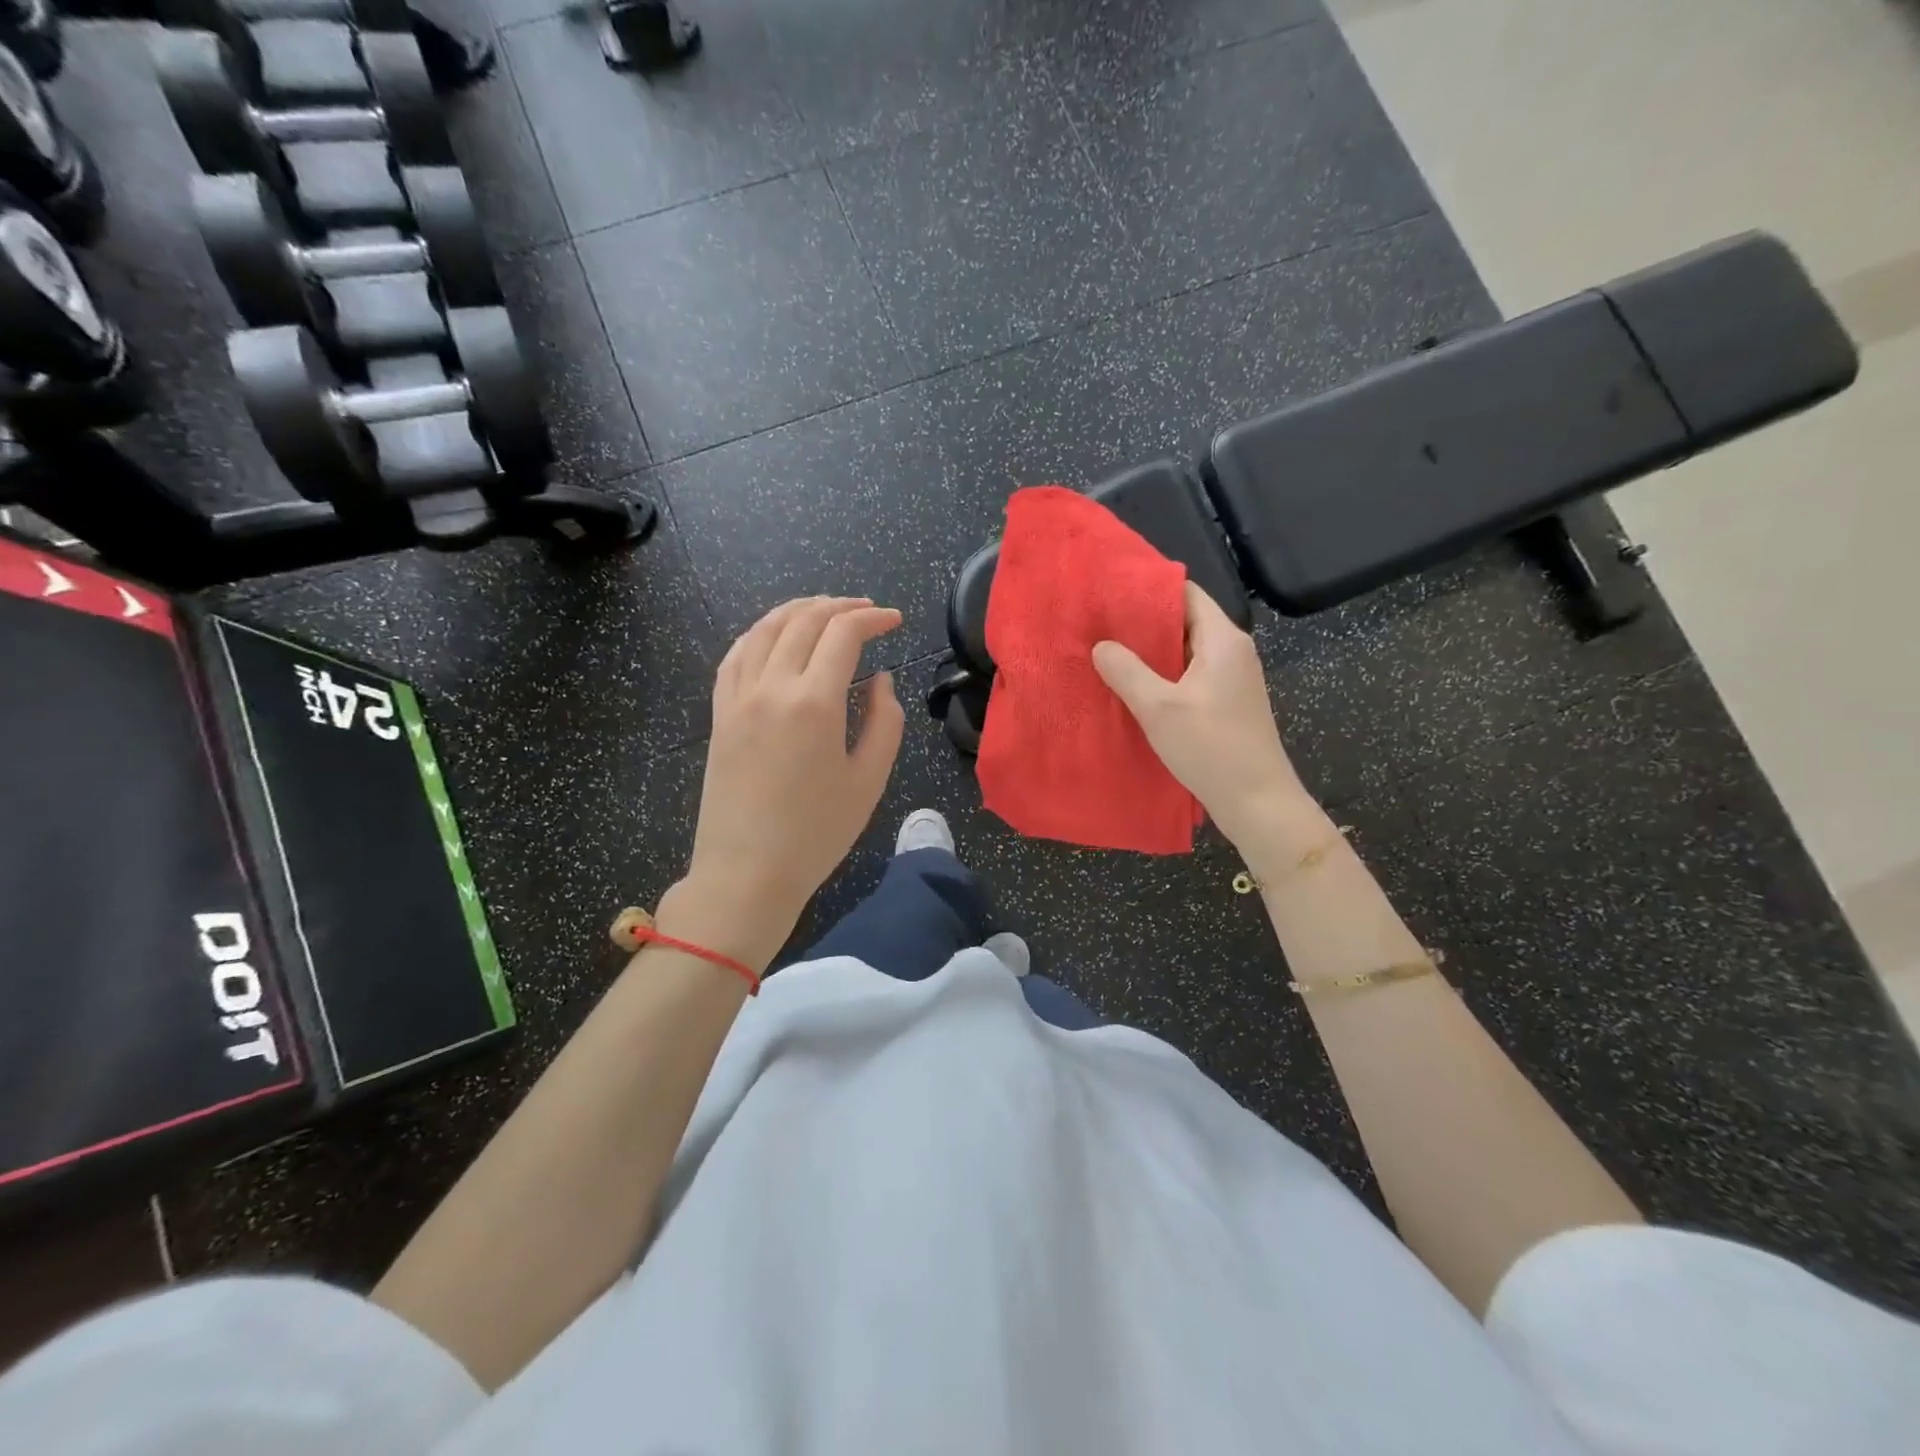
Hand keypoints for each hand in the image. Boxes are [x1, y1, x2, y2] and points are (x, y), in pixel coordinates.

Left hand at [678, 597, 904, 955]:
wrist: (746, 873)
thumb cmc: (816, 834)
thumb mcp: (869, 780)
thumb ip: (885, 721)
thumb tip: (879, 680)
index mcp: (814, 703)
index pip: (843, 634)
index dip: (873, 619)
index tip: (896, 620)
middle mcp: (771, 687)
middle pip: (804, 621)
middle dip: (840, 607)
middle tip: (868, 610)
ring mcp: (738, 698)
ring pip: (765, 629)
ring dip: (799, 610)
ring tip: (825, 610)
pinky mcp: (719, 714)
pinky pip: (735, 655)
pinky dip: (760, 633)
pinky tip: (774, 635)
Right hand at [1091, 583, 1310, 852]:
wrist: (1257, 801)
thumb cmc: (1211, 748)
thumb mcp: (1159, 708)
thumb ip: (1127, 671)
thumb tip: (1101, 645)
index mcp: (1223, 639)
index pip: (1185, 592)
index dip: (1147, 589)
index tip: (1109, 594)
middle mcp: (1232, 650)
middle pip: (1184, 620)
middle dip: (1142, 622)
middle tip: (1099, 625)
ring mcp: (1231, 677)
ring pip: (1185, 650)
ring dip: (1150, 652)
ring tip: (1108, 653)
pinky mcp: (1226, 701)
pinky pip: (1189, 674)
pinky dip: (1162, 675)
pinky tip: (1132, 686)